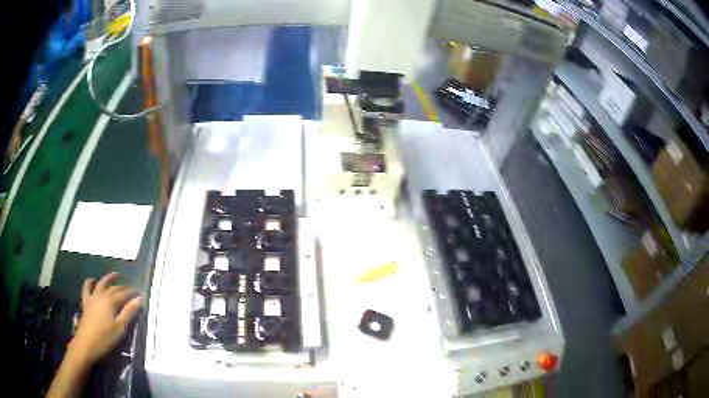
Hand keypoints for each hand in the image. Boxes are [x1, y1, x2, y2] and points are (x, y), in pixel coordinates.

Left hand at [68, 272, 141, 365]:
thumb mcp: (120, 328)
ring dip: (108, 278)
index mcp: (110, 302)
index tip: (140, 293)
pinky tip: (93, 282)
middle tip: (131, 289)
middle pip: (113, 288)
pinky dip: (91, 282)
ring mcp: (92, 297)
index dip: (132, 293)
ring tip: (114, 275)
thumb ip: (128, 313)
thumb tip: (139, 299)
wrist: (86, 344)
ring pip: (101, 283)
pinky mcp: (86, 302)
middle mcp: (101, 295)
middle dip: (123, 287)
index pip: (123, 294)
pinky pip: (87, 287)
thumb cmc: (105, 338)